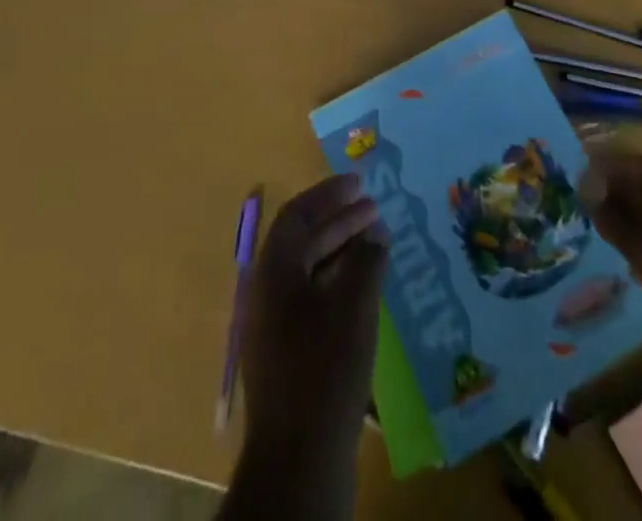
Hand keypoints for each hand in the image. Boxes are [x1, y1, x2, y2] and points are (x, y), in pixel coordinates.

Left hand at [239, 174, 388, 459]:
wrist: (299, 458)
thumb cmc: (325, 368)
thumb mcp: (354, 305)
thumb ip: (366, 258)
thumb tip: (374, 231)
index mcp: (273, 272)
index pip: (297, 215)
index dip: (329, 194)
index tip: (360, 183)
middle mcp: (266, 291)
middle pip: (302, 240)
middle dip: (339, 219)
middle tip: (374, 208)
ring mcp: (273, 325)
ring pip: (307, 269)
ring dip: (340, 249)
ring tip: (375, 241)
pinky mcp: (285, 353)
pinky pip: (310, 297)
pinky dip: (336, 280)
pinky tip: (364, 286)